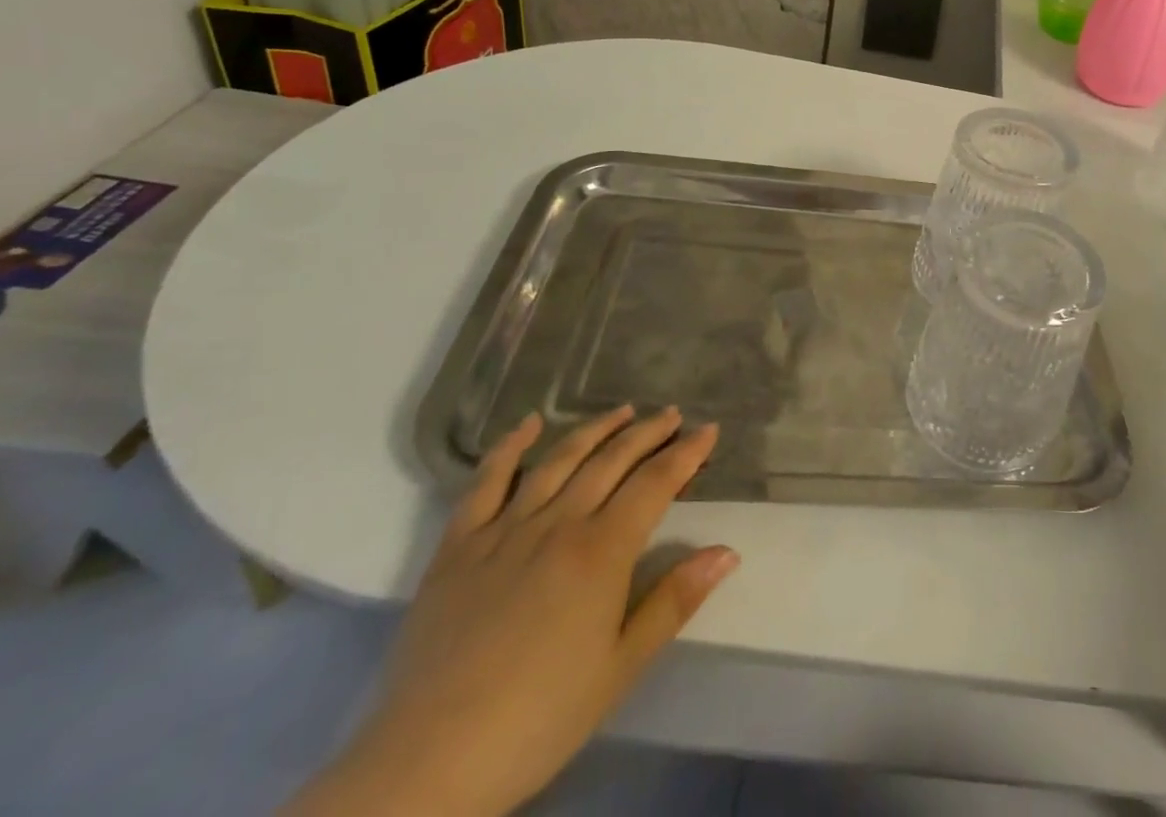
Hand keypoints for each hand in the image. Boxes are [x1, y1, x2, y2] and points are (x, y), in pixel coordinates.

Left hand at [287, 408, 736, 816]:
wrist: (427, 766)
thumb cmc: (538, 719)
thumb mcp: (620, 667)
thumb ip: (674, 601)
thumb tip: (728, 551)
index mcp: (601, 551)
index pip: (655, 483)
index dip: (686, 452)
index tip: (709, 429)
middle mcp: (558, 524)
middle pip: (612, 461)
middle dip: (647, 432)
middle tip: (671, 414)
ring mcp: (504, 531)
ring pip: (559, 461)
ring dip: (595, 430)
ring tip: (622, 411)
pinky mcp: (458, 548)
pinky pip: (485, 484)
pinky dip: (508, 448)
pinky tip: (528, 425)